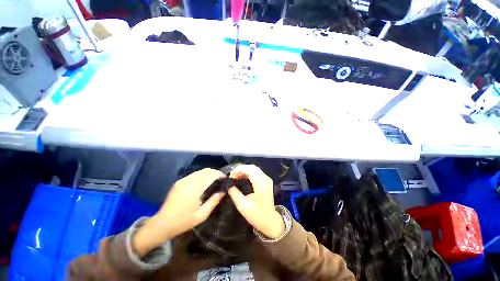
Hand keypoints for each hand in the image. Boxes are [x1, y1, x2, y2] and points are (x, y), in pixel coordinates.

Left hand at [133, 168, 225, 256]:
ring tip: (214, 180)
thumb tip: (224, 191)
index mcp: (195, 189)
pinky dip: (202, 175)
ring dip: (209, 173)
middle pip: (206, 171)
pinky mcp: (179, 181)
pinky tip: (204, 182)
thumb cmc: (184, 221)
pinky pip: (194, 174)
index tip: (225, 178)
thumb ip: (214, 201)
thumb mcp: (202, 214)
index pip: (211, 175)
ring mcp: (183, 180)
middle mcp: (188, 181)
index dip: (220, 174)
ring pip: (200, 171)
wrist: (162, 224)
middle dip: (216, 172)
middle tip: (221, 179)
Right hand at [228, 165, 284, 238]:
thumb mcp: (243, 206)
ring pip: (254, 169)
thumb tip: (228, 185)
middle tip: (232, 175)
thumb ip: (234, 194)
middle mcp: (265, 179)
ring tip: (235, 176)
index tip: (230, 175)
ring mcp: (267, 179)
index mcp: (261, 185)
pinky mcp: (266, 181)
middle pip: (252, 167)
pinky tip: (242, 177)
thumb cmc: (257, 215)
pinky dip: (248, 173)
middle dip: (241, 169)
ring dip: (244, 170)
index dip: (239, 169)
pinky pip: (256, 172)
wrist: (270, 221)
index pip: (250, 170)